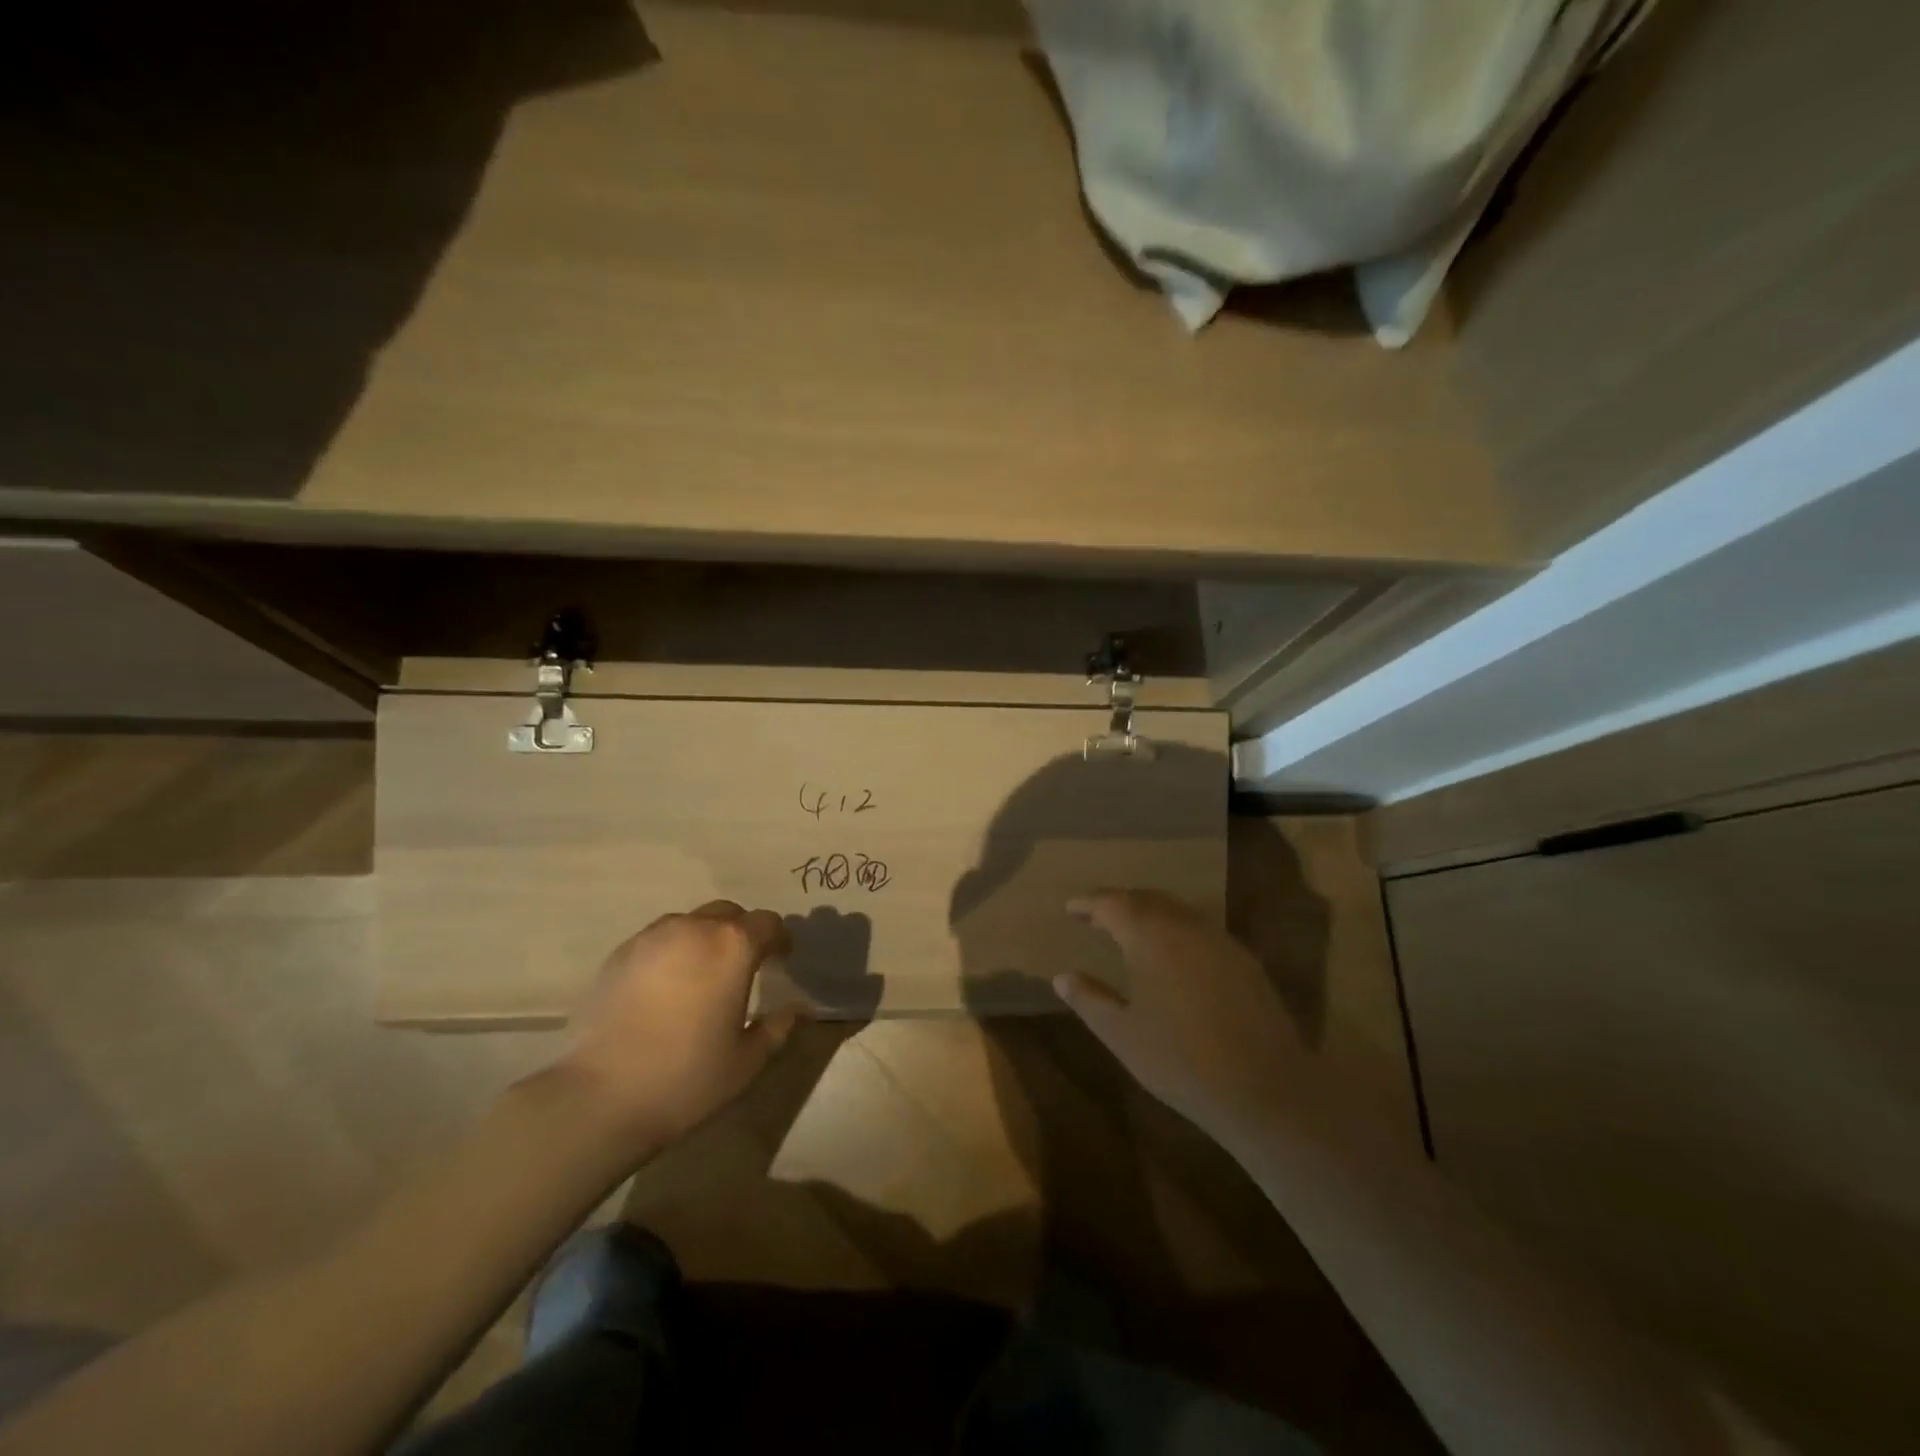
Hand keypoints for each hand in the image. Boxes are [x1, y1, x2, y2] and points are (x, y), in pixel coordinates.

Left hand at [560, 901, 800, 1148]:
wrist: (599, 1096)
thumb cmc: (686, 1077)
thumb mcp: (746, 1062)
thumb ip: (775, 1028)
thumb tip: (791, 1010)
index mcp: (733, 946)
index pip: (768, 923)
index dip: (779, 940)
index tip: (781, 961)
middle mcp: (694, 928)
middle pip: (728, 913)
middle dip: (742, 933)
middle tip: (744, 966)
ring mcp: (652, 937)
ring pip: (690, 923)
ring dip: (704, 939)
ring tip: (701, 974)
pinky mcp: (619, 954)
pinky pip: (657, 940)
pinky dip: (671, 953)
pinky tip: (665, 988)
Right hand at [1056, 890, 1308, 1139]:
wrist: (1265, 1089)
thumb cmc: (1180, 1060)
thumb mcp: (1122, 1034)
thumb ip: (1089, 999)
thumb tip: (1063, 977)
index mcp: (1150, 935)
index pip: (1112, 902)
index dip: (1089, 902)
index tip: (1071, 906)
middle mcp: (1185, 925)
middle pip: (1146, 899)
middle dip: (1118, 903)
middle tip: (1096, 915)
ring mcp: (1220, 940)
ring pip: (1176, 911)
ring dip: (1149, 914)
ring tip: (1129, 932)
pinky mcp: (1244, 960)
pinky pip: (1200, 931)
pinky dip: (1176, 932)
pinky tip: (1172, 957)